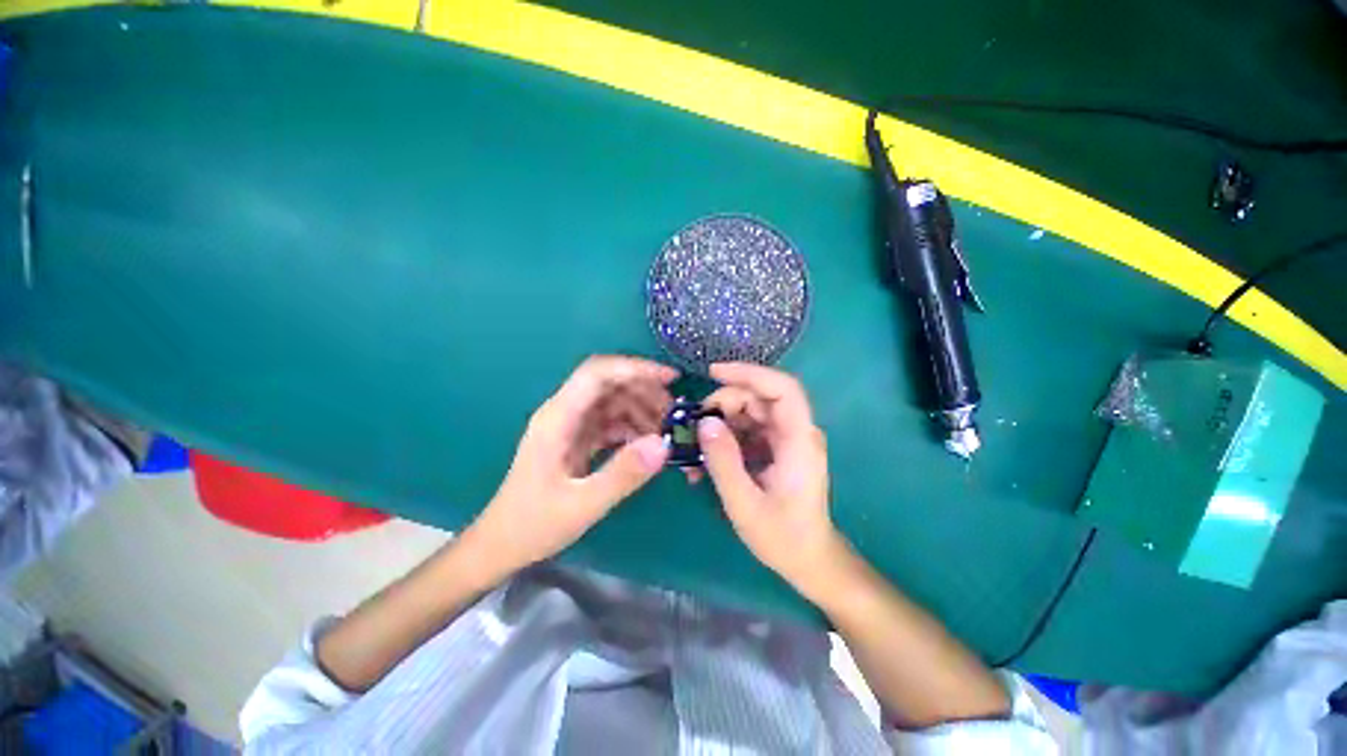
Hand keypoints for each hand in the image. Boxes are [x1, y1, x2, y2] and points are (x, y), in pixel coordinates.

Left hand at [464, 356, 676, 574]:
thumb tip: (663, 445)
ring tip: (664, 432)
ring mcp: (570, 425)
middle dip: (644, 391)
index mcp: (558, 418)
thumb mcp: (582, 505)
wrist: (502, 545)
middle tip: (674, 413)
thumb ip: (623, 474)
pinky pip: (610, 422)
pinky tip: (646, 445)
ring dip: (641, 410)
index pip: (598, 373)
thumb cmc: (533, 525)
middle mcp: (564, 413)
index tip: (670, 378)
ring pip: (612, 401)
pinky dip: (631, 427)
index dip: (635, 368)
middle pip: (609, 383)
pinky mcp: (577, 439)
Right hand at [697, 363, 842, 597]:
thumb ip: (723, 462)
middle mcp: (795, 432)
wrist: (810, 561)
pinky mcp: (776, 449)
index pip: (782, 389)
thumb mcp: (745, 504)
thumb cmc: (784, 538)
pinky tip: (706, 458)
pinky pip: (748, 431)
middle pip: (760, 398)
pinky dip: (725, 438)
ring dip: (721, 422)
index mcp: (799, 440)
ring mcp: (786, 440)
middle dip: (724, 404)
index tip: (713, 373)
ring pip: (750, 413)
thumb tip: (704, 422)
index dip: (749, 373)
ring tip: (695, 446)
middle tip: (695, 425)